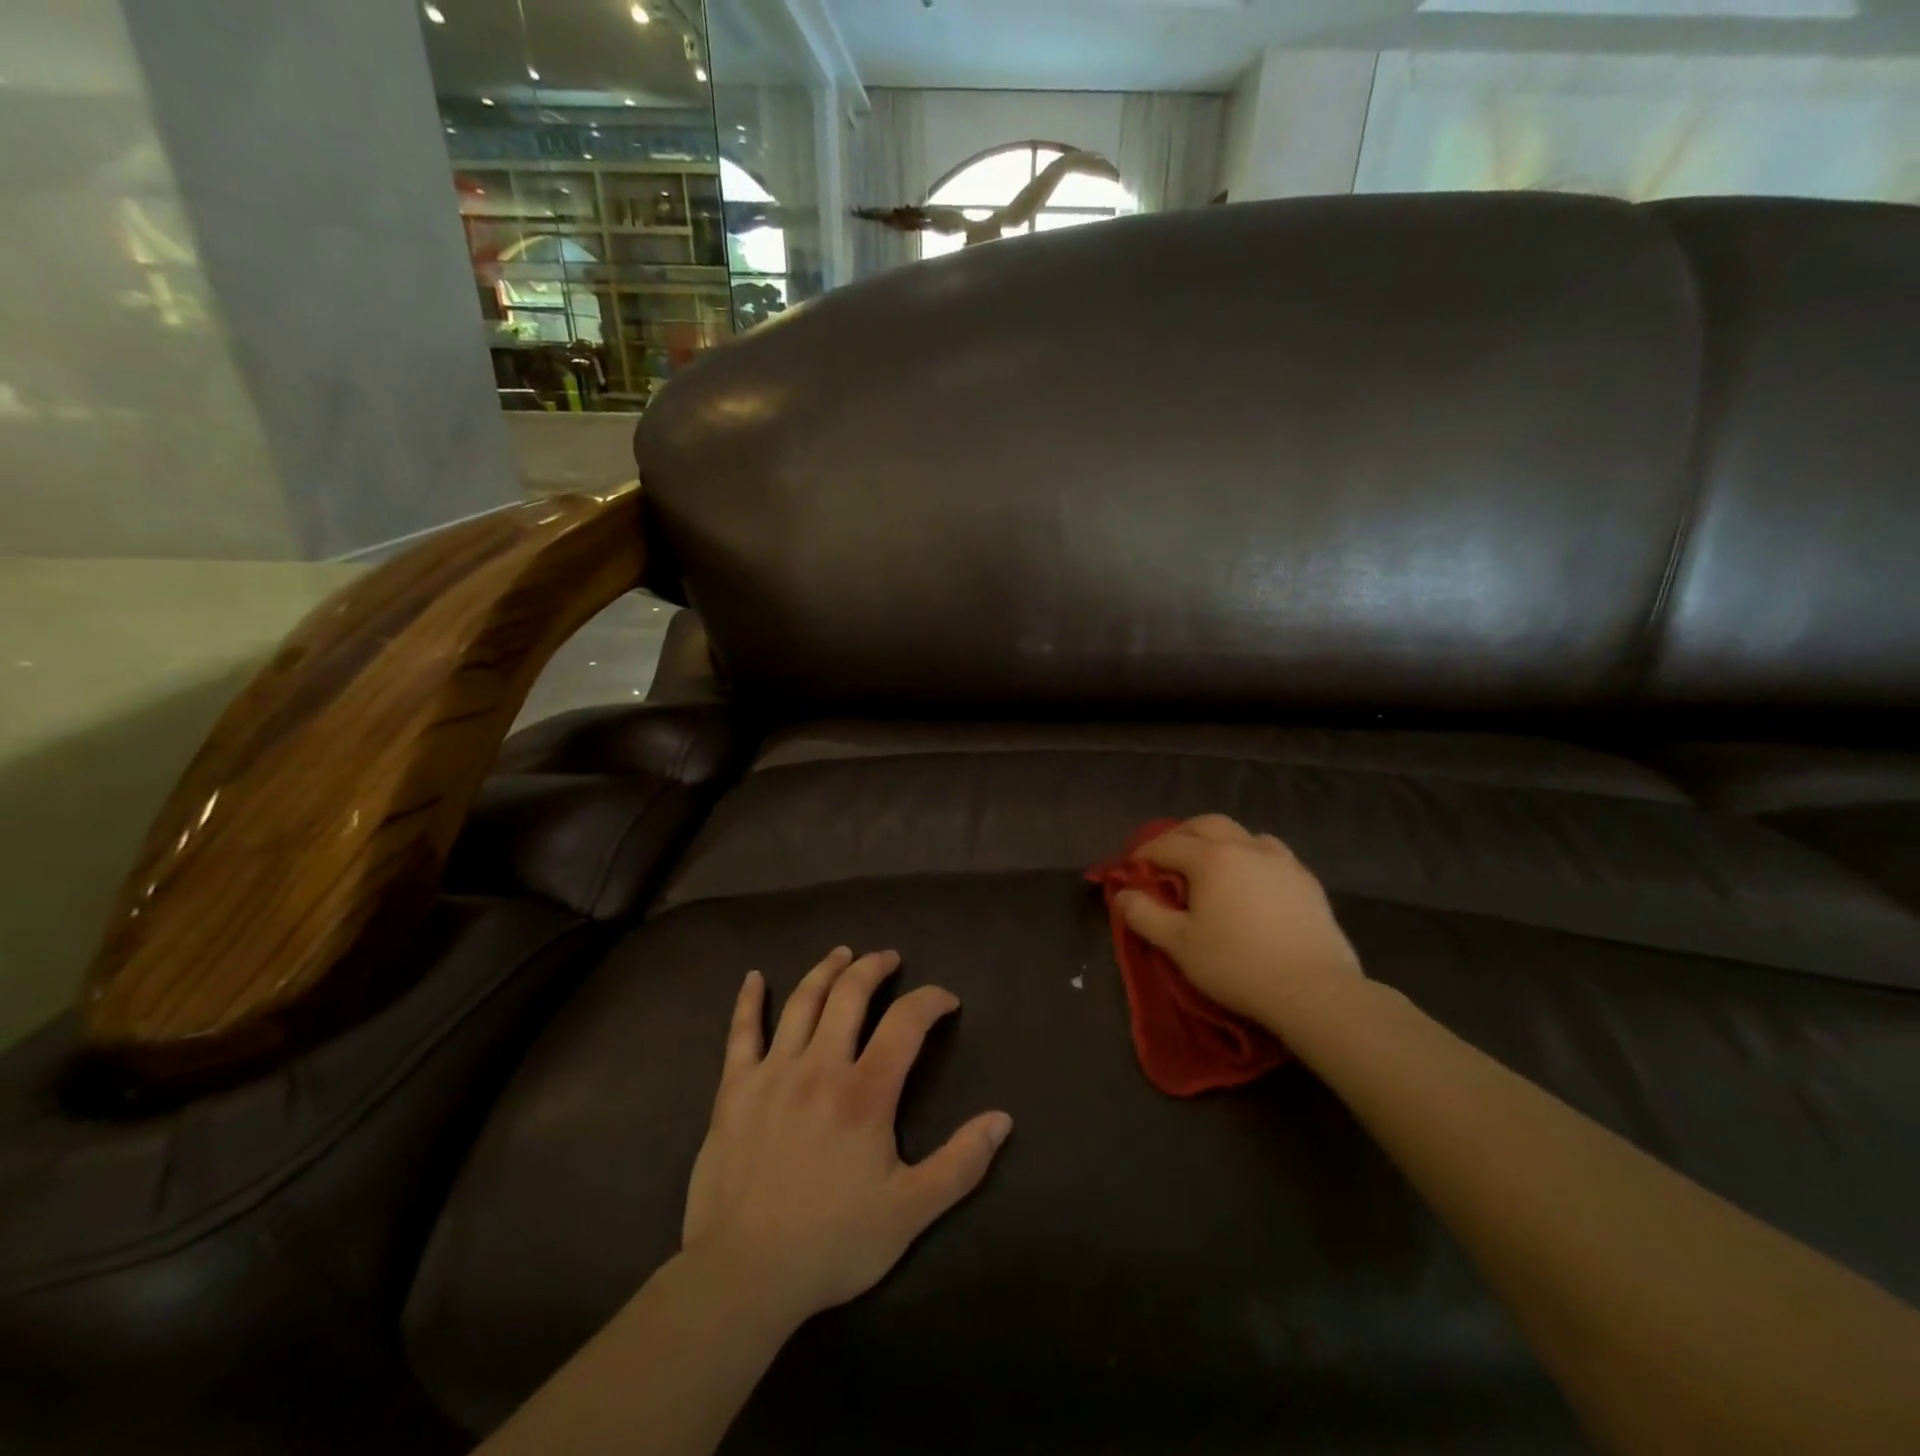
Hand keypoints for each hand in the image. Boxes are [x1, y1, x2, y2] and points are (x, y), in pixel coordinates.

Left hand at [681, 947, 1012, 1328]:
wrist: (743, 1277)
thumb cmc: (832, 1243)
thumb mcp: (910, 1212)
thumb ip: (960, 1163)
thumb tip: (1003, 1120)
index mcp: (865, 1092)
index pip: (906, 1022)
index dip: (931, 1000)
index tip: (946, 1000)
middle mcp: (820, 1066)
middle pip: (850, 995)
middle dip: (874, 968)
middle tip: (888, 958)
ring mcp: (772, 1073)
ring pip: (802, 1002)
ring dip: (826, 971)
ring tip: (842, 954)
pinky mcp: (734, 1090)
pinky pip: (741, 1033)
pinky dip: (748, 1001)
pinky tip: (754, 978)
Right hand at [1115, 815, 1362, 1032]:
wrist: (1314, 990)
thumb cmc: (1236, 964)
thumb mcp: (1178, 944)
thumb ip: (1144, 914)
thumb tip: (1122, 894)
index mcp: (1211, 857)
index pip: (1167, 845)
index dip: (1144, 855)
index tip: (1131, 871)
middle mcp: (1246, 847)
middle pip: (1206, 825)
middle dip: (1181, 836)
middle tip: (1167, 860)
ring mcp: (1282, 861)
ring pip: (1244, 835)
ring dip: (1220, 842)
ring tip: (1212, 868)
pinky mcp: (1308, 881)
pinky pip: (1272, 855)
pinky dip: (1251, 859)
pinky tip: (1251, 884)